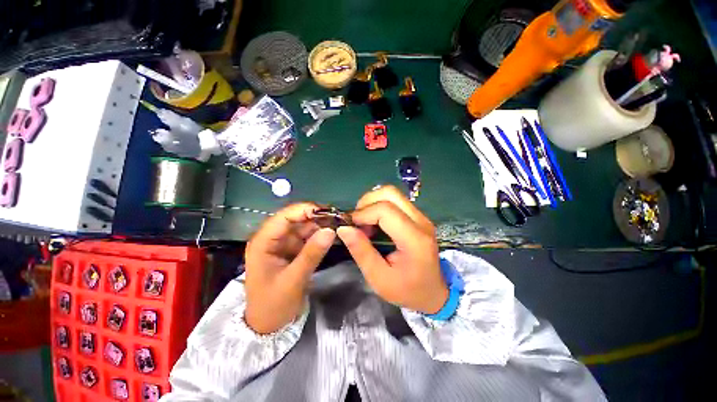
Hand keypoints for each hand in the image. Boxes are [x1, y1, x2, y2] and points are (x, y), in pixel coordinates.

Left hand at [244, 203, 335, 333]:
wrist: (269, 325)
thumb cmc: (273, 305)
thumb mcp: (293, 280)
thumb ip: (311, 254)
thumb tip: (331, 231)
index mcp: (263, 242)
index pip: (284, 217)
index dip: (305, 210)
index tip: (328, 211)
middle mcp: (273, 238)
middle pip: (296, 219)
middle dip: (317, 217)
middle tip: (339, 218)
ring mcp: (284, 243)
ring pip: (304, 226)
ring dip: (321, 225)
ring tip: (340, 225)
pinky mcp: (293, 250)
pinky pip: (308, 237)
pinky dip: (320, 235)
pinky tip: (333, 235)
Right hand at [336, 186, 447, 313]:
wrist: (433, 293)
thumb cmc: (407, 290)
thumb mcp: (379, 278)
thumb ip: (361, 251)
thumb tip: (343, 228)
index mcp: (414, 239)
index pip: (385, 210)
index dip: (363, 214)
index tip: (350, 227)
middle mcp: (421, 221)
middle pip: (390, 193)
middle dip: (367, 202)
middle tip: (357, 221)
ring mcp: (421, 217)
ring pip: (392, 194)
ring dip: (373, 202)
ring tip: (364, 222)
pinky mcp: (418, 216)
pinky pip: (395, 201)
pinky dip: (379, 206)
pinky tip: (374, 222)